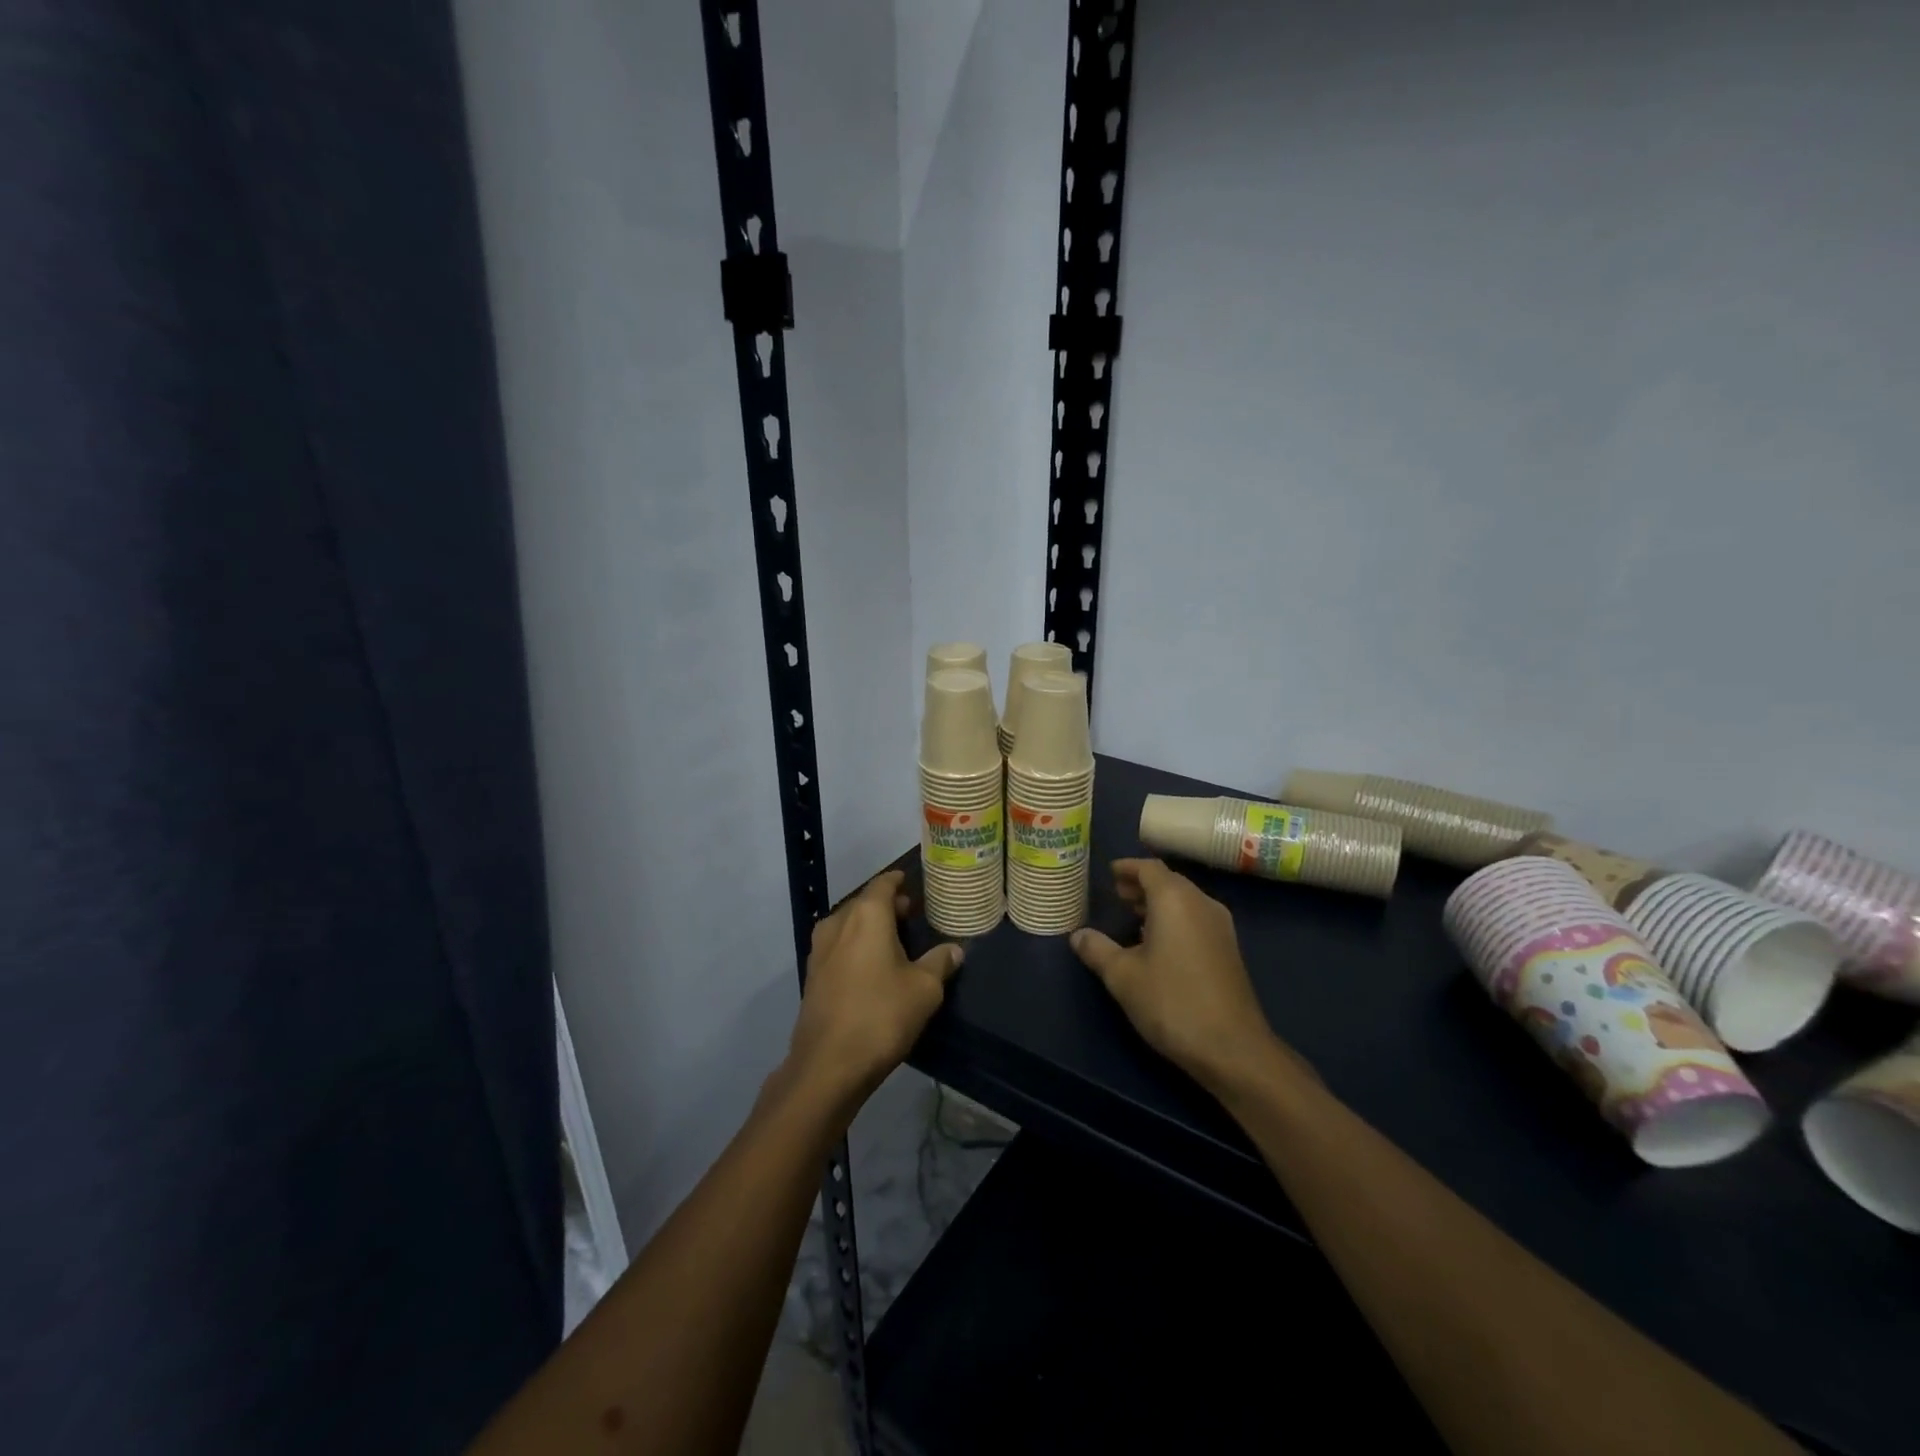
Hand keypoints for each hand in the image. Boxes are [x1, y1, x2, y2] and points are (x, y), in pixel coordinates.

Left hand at [784, 870, 963, 1108]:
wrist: (828, 1064)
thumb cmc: (882, 1015)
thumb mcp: (924, 989)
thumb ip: (940, 962)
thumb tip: (955, 950)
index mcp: (866, 915)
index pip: (883, 884)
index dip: (898, 881)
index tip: (911, 882)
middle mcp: (838, 923)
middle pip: (864, 903)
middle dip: (886, 906)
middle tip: (910, 913)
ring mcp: (819, 950)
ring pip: (848, 925)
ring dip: (869, 926)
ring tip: (894, 940)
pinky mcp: (812, 976)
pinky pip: (838, 947)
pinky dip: (855, 946)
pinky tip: (871, 966)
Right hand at [1071, 859, 1300, 1094]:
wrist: (1232, 1047)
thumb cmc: (1172, 1002)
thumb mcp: (1123, 976)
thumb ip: (1097, 950)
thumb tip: (1077, 934)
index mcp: (1175, 899)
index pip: (1149, 868)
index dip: (1128, 867)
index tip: (1109, 872)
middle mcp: (1201, 903)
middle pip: (1169, 881)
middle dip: (1142, 885)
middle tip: (1117, 894)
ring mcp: (1220, 927)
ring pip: (1185, 901)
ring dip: (1158, 903)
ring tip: (1132, 916)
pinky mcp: (1228, 950)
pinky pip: (1196, 919)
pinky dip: (1174, 919)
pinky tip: (1158, 942)